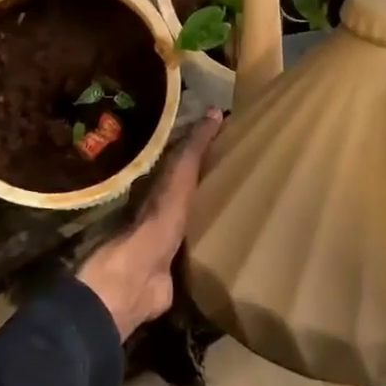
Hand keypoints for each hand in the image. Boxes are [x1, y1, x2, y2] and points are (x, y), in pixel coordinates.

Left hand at [76, 109, 222, 339]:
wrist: (141, 274)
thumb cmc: (159, 218)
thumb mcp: (179, 176)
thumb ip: (194, 148)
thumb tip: (214, 111)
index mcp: (162, 184)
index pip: (184, 158)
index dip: (203, 147)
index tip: (229, 136)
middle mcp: (164, 207)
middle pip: (190, 188)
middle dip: (211, 179)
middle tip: (243, 168)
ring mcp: (170, 238)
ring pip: (195, 216)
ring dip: (211, 209)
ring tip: (244, 201)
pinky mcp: (179, 264)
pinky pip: (200, 246)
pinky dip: (213, 239)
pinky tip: (233, 238)